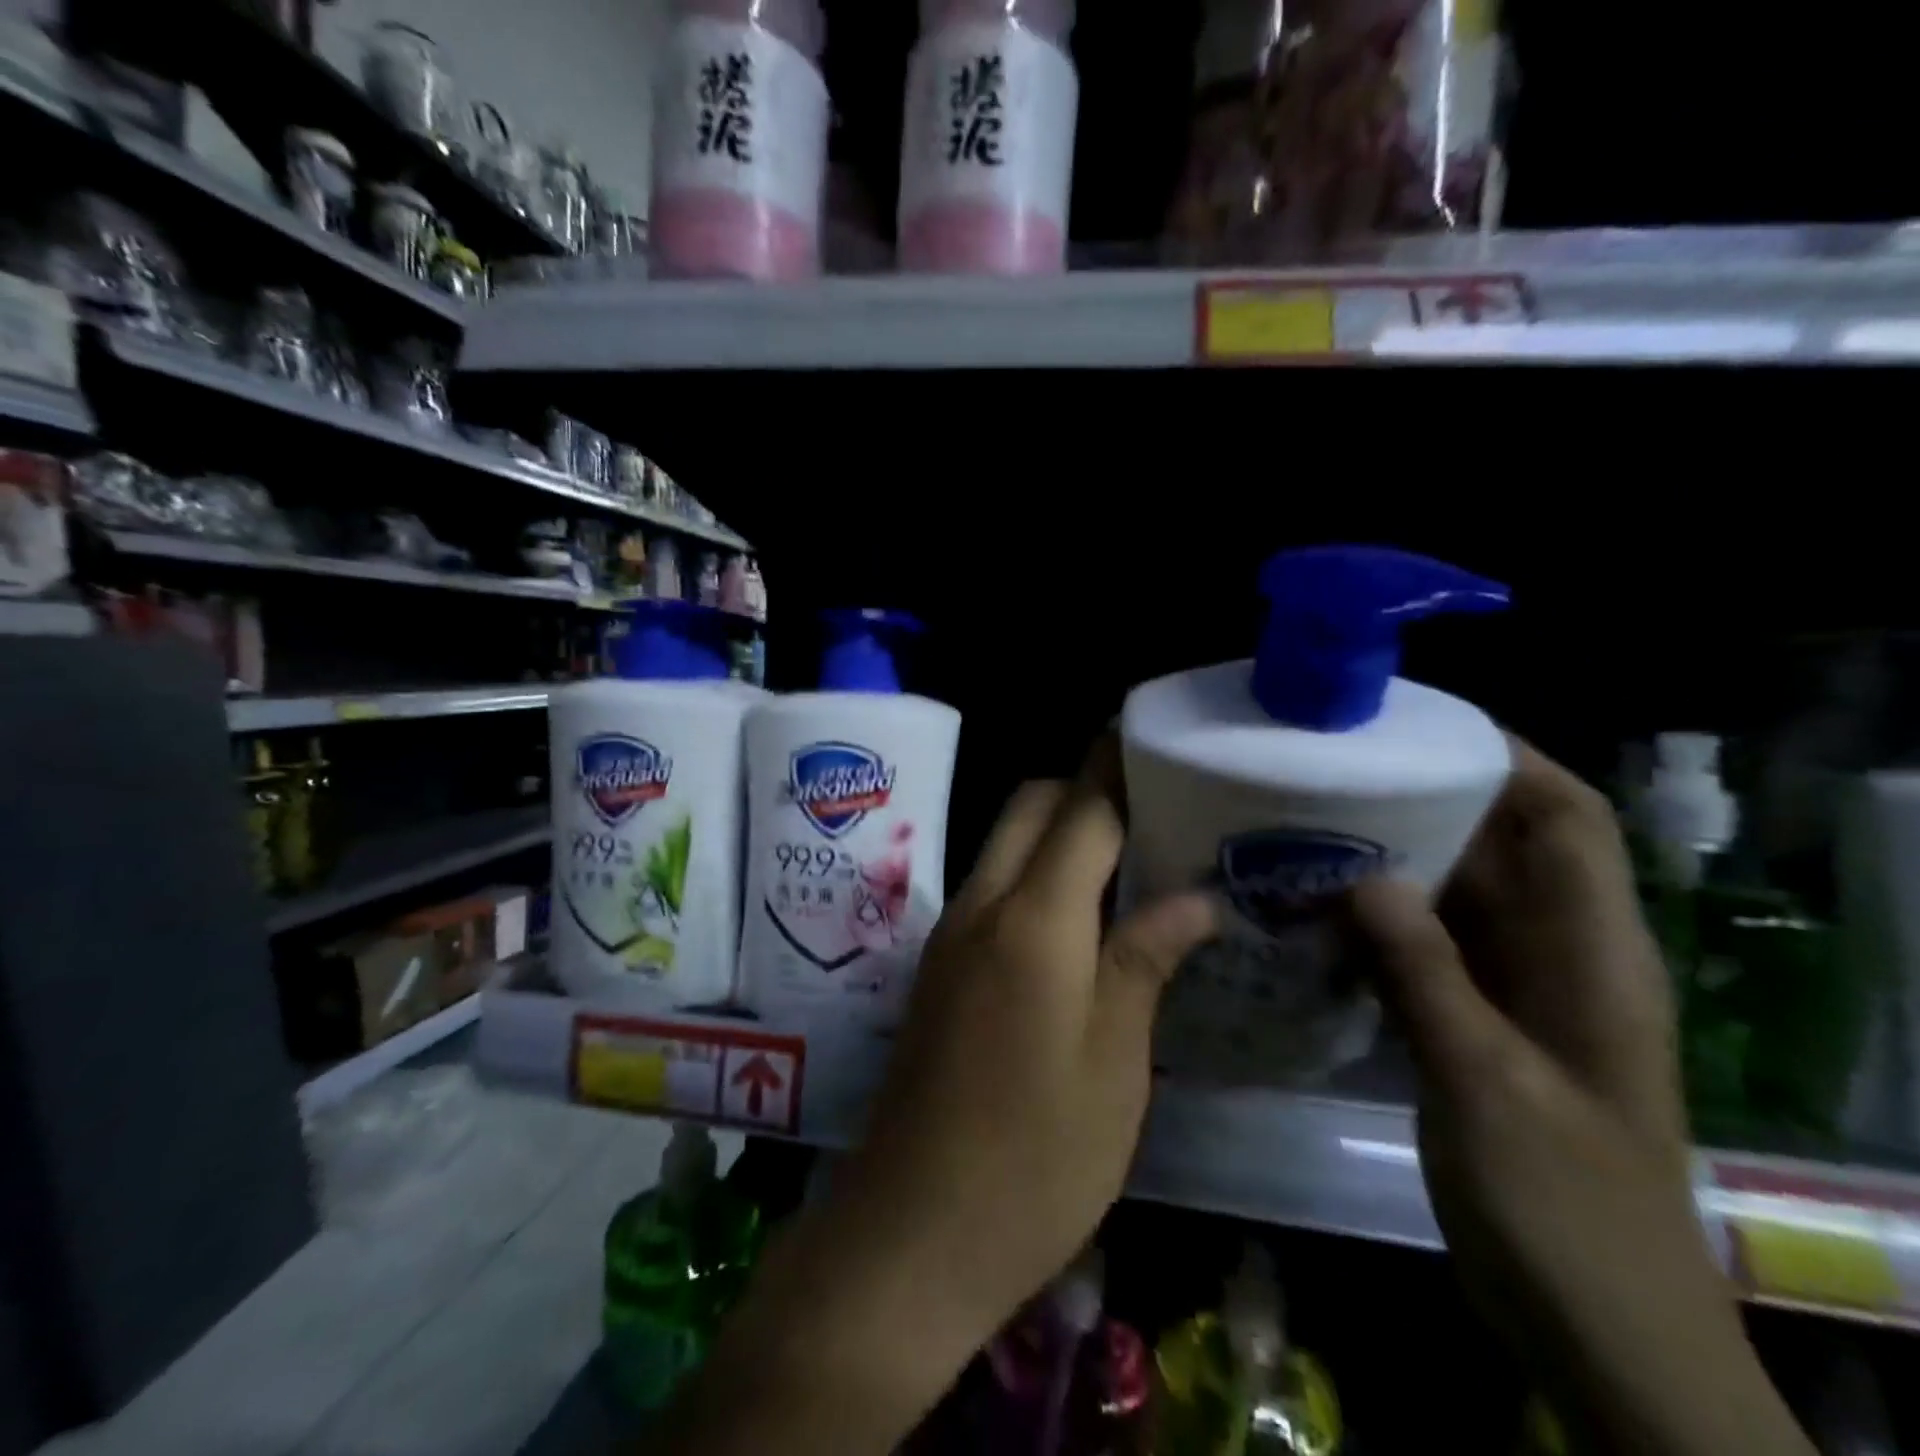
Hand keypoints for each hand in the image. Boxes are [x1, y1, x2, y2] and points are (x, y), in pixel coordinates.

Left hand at [661, 740, 1215, 1455]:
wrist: (913, 1228)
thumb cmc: (1036, 1156)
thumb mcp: (1115, 1064)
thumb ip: (1145, 960)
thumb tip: (1193, 897)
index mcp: (1035, 920)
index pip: (1082, 809)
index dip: (1118, 767)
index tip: (1155, 740)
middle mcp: (982, 905)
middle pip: (1031, 807)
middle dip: (1084, 787)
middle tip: (1153, 806)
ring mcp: (950, 933)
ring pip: (1005, 842)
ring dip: (1058, 829)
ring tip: (1127, 852)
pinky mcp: (937, 964)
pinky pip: (991, 886)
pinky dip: (1034, 872)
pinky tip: (1079, 912)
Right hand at [1348, 739, 1813, 1455]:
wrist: (1592, 1321)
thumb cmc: (1563, 1204)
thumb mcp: (1488, 1084)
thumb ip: (1426, 975)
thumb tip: (1364, 876)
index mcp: (1594, 955)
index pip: (1568, 820)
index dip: (1510, 760)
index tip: (1421, 726)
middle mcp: (1558, 954)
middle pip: (1502, 845)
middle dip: (1429, 798)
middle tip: (1339, 769)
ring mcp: (1514, 987)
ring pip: (1456, 893)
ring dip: (1394, 858)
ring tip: (1312, 823)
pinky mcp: (1474, 1017)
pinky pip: (1425, 943)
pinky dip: (1378, 918)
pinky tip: (1316, 907)